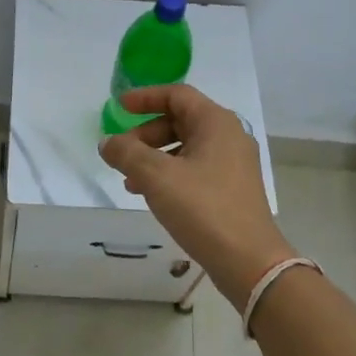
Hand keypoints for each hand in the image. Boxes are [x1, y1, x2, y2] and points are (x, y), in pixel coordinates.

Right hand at [98, 84, 297, 302]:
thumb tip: (107, 142)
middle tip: (122, 153)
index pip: (177, 95)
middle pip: (180, 120)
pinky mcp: (232, 188)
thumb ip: (127, 153)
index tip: (119, 107)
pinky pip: (194, 168)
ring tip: (130, 180)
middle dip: (146, 134)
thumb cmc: (203, 208)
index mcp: (216, 123)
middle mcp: (229, 136)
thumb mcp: (156, 177)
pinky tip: (150, 195)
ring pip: (185, 147)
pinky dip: (169, 173)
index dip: (145, 97)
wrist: (248, 261)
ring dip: (154, 157)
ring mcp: (233, 164)